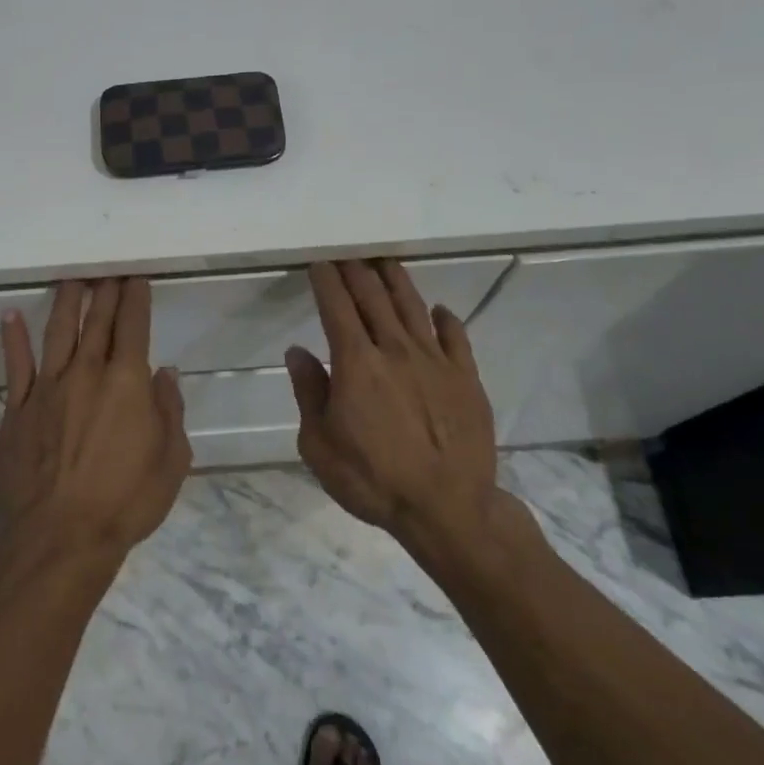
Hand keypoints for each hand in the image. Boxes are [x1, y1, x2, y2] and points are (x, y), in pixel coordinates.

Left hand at [0, 278, 191, 565]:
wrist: (60, 539)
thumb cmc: (126, 502)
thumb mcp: (172, 460)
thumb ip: (169, 411)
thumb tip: (165, 374)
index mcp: (127, 382)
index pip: (133, 326)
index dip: (136, 299)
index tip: (136, 278)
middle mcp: (87, 373)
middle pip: (97, 321)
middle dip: (105, 292)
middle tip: (108, 271)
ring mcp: (48, 388)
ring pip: (58, 332)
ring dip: (65, 302)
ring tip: (71, 279)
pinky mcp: (17, 410)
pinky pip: (16, 366)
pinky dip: (14, 339)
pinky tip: (10, 316)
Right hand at [285, 260, 500, 549]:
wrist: (447, 508)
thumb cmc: (373, 480)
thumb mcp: (320, 445)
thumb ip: (309, 392)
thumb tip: (297, 351)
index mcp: (356, 363)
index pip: (337, 307)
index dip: (327, 281)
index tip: (320, 264)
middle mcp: (395, 349)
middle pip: (374, 298)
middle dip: (357, 272)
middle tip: (348, 256)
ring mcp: (435, 361)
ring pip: (413, 307)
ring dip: (397, 282)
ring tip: (386, 263)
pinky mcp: (466, 377)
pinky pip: (456, 337)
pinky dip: (445, 319)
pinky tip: (439, 310)